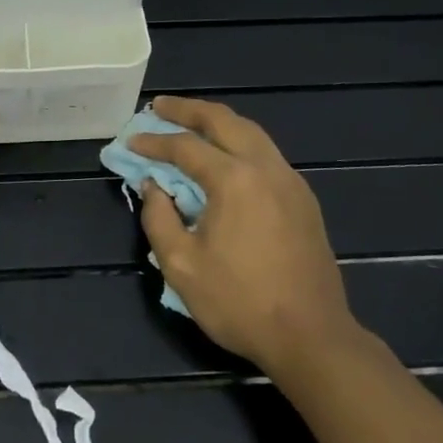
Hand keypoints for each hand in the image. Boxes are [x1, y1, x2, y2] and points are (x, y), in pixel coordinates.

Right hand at [130, 96, 365, 379]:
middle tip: (159, 106)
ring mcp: (290, 181)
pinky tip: (226, 154)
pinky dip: (239, 141)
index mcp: (234, 180)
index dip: (154, 142)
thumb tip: (153, 186)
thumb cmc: (240, 303)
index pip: (185, 147)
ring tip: (190, 121)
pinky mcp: (303, 198)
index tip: (131, 140)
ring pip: (250, 132)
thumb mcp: (182, 266)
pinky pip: (266, 153)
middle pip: (223, 121)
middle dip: (188, 110)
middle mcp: (265, 168)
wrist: (312, 336)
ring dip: (217, 121)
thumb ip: (159, 218)